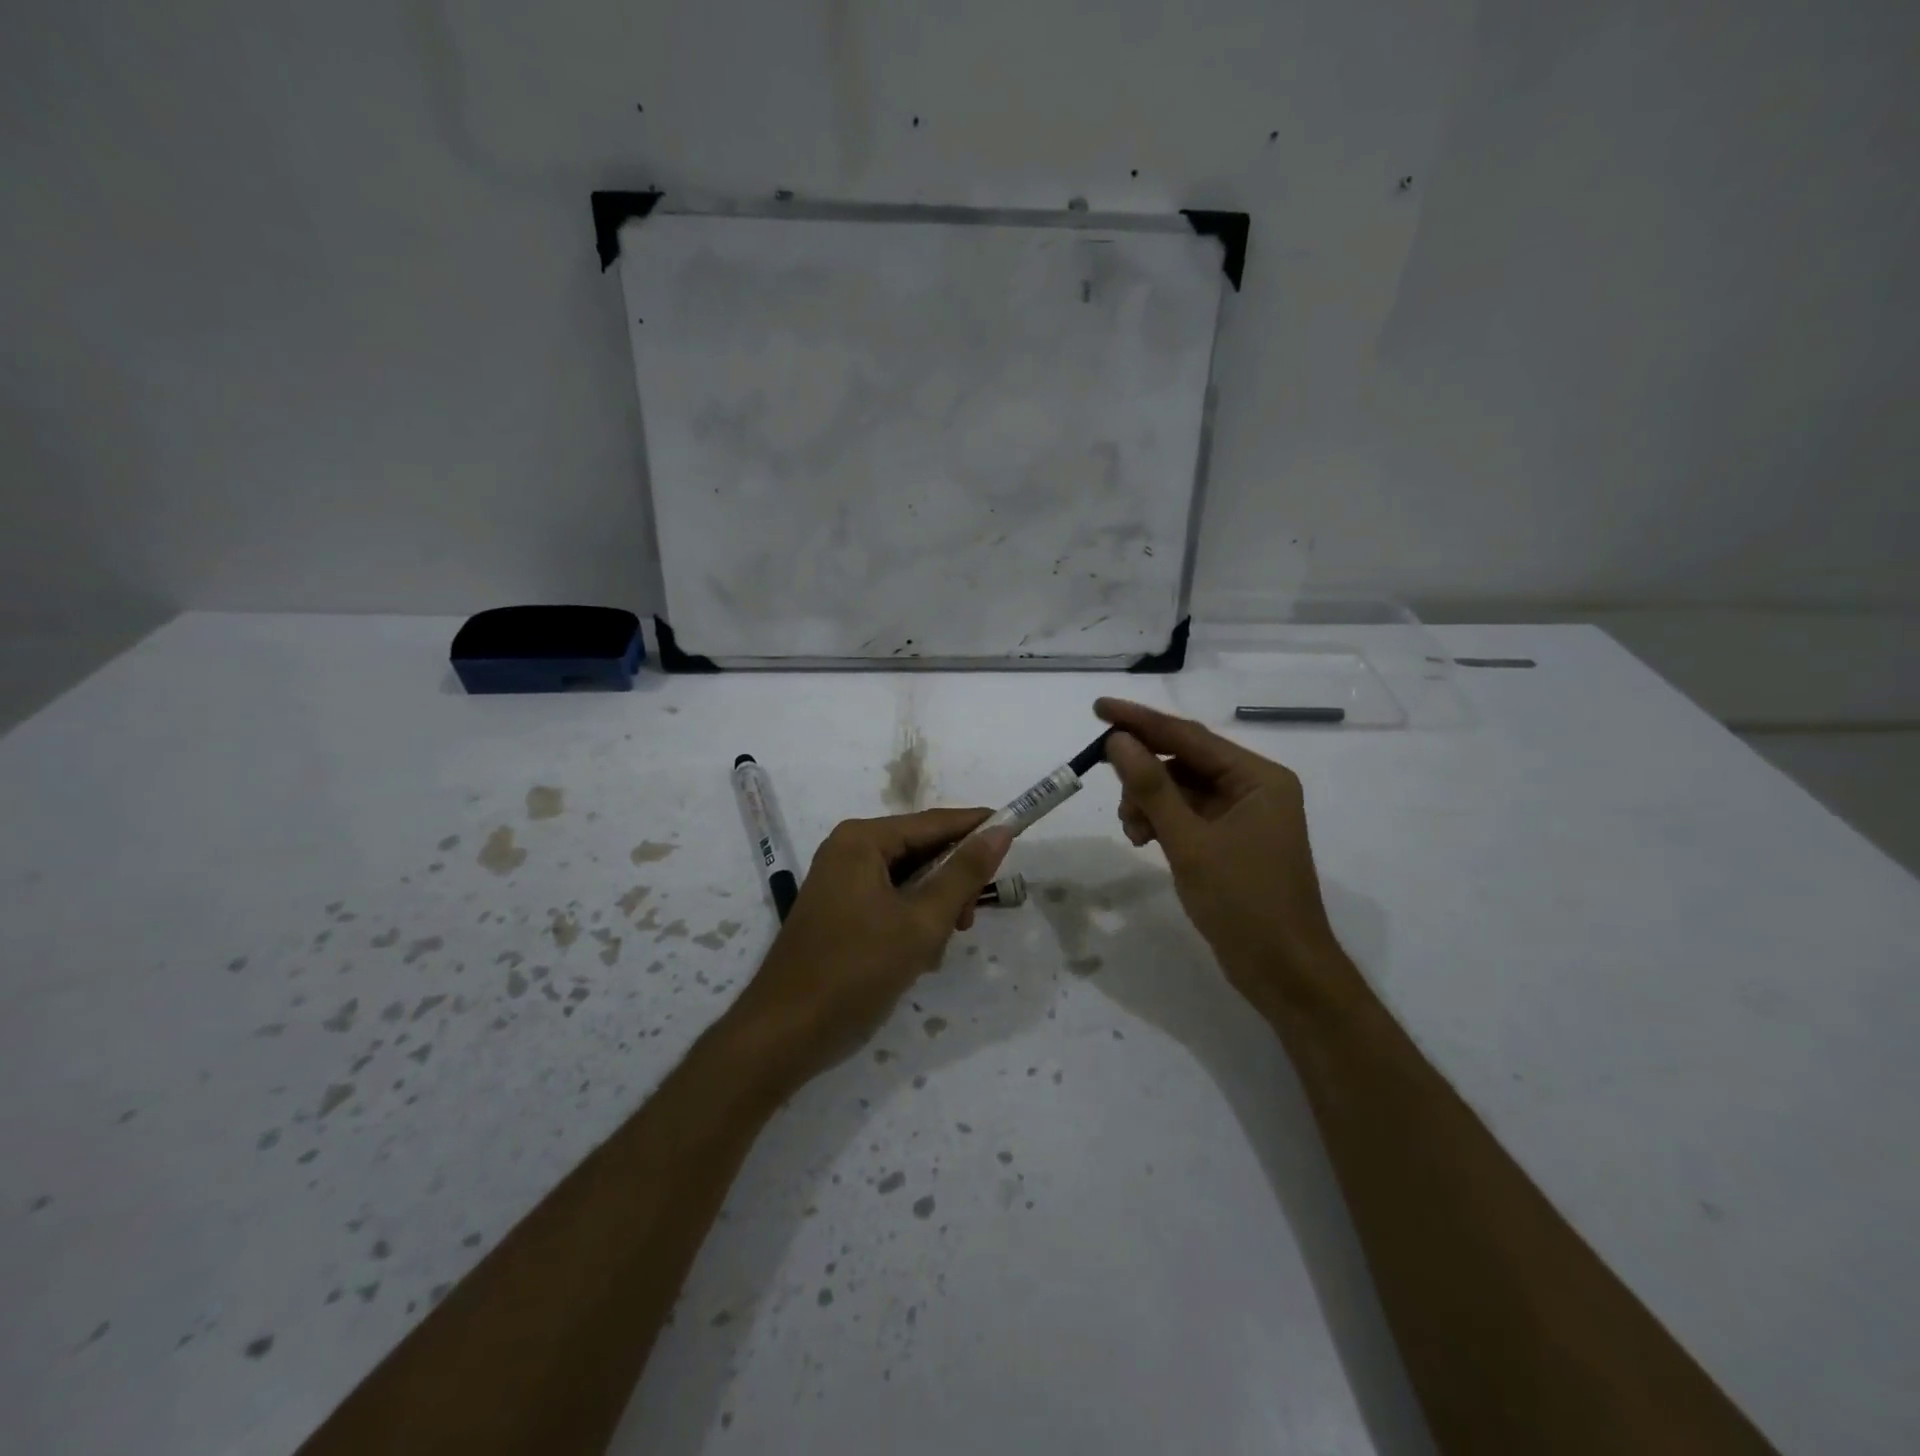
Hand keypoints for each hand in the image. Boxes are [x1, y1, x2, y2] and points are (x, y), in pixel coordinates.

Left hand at [733, 809, 1013, 1087]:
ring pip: (909, 881)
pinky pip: (890, 901)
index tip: (1017, 832)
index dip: (977, 827)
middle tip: (969, 921)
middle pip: (921, 851)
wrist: (785, 1033)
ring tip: (936, 949)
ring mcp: (840, 881)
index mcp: (863, 840)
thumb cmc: (856, 970)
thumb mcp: (922, 922)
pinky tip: (916, 957)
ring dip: (932, 910)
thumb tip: (1000, 830)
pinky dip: (911, 922)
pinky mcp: (839, 911)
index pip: (935, 822)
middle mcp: (849, 850)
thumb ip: (964, 873)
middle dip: (951, 884)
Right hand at [1095, 697, 1345, 1010]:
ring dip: (1148, 803)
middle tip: (1116, 798)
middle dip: (1143, 776)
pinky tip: (1143, 840)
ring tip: (1133, 833)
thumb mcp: (1190, 842)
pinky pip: (1185, 815)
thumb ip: (1152, 788)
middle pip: (1183, 761)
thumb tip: (1118, 741)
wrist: (1283, 972)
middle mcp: (1253, 788)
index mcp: (1258, 778)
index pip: (1189, 737)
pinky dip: (1160, 822)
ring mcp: (1242, 816)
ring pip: (1179, 790)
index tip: (1098, 708)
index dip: (1140, 721)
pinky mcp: (1229, 841)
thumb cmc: (1244, 902)